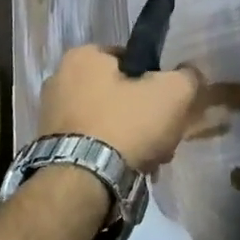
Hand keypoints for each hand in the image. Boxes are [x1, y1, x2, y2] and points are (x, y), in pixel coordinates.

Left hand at [38, 45, 202, 170]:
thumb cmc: (126, 125)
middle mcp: (59, 79)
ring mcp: (49, 116)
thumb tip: (190, 75)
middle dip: (143, 114)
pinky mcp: (49, 148)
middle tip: (163, 136)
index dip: (155, 79)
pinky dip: (109, 155)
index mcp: (83, 56)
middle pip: (118, 92)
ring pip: (106, 121)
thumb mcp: (173, 93)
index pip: (129, 58)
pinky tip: (127, 172)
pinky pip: (90, 144)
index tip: (168, 103)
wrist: (82, 183)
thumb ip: (187, 77)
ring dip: (130, 138)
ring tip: (149, 160)